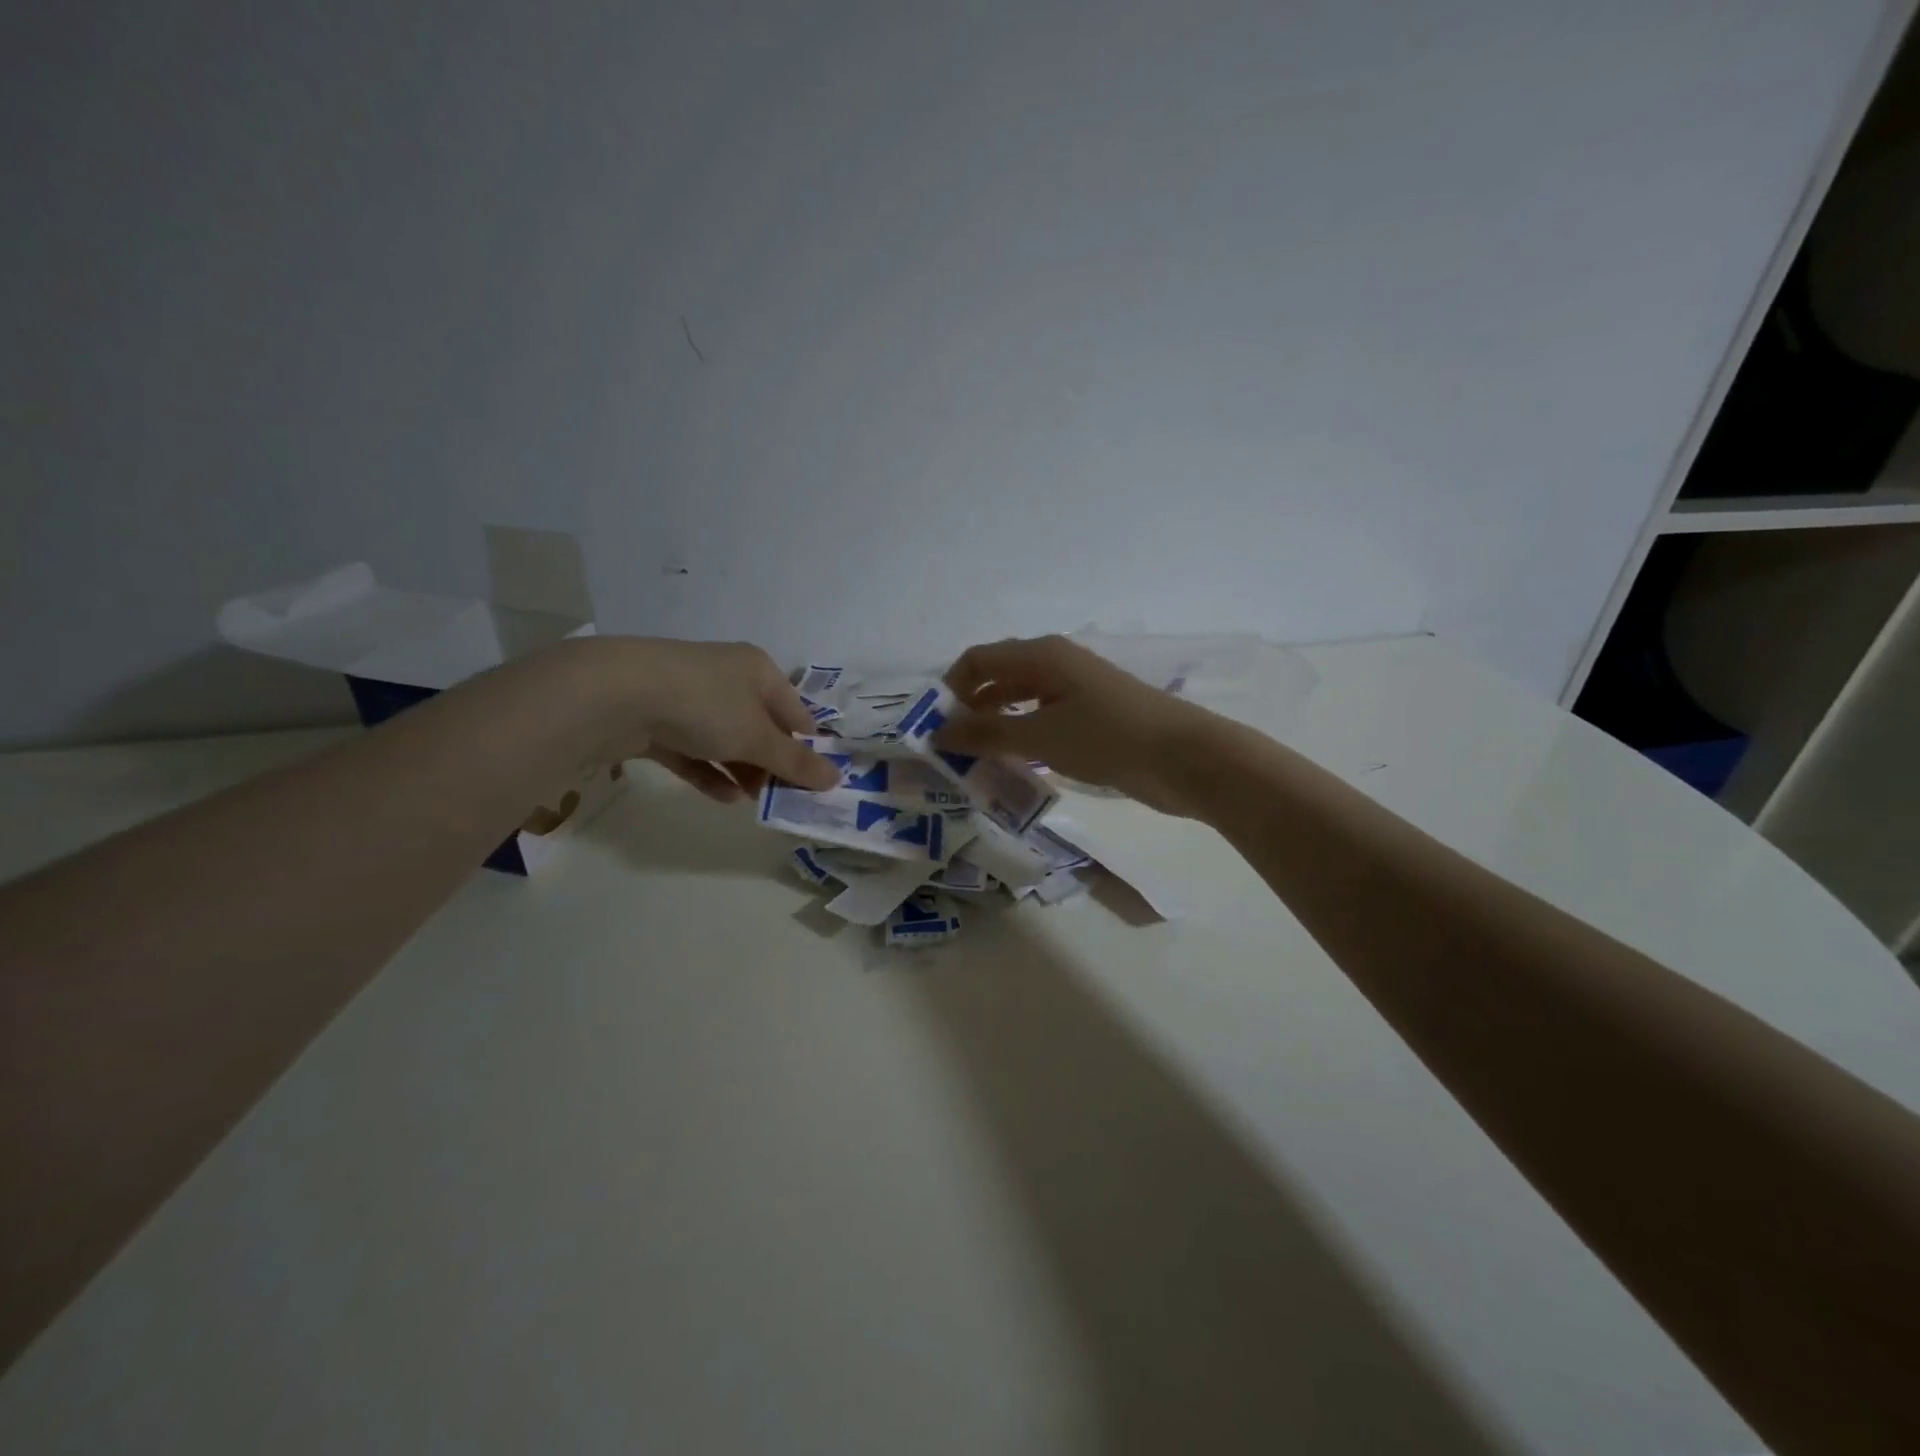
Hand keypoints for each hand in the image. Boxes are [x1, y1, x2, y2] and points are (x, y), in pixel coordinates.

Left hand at [564, 638, 840, 802]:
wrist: (617, 695)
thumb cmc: (705, 705)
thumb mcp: (757, 737)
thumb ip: (795, 762)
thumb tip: (836, 780)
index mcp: (758, 670)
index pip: (795, 711)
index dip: (807, 745)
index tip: (814, 781)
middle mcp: (727, 678)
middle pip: (761, 726)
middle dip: (773, 763)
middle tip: (785, 798)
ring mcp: (689, 699)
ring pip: (727, 740)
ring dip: (744, 770)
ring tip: (757, 803)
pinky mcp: (659, 721)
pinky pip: (695, 751)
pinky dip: (711, 772)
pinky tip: (726, 798)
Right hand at [934, 635, 1221, 815]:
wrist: (1185, 759)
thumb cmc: (1107, 737)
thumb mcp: (1039, 736)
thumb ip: (987, 732)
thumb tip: (938, 732)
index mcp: (1041, 654)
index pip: (978, 660)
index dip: (950, 689)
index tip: (932, 728)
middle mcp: (1055, 665)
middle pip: (998, 679)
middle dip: (970, 711)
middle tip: (949, 752)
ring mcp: (1075, 692)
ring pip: (1020, 703)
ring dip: (995, 729)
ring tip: (974, 764)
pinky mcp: (1090, 719)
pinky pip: (1042, 724)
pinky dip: (1022, 741)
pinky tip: (1013, 768)